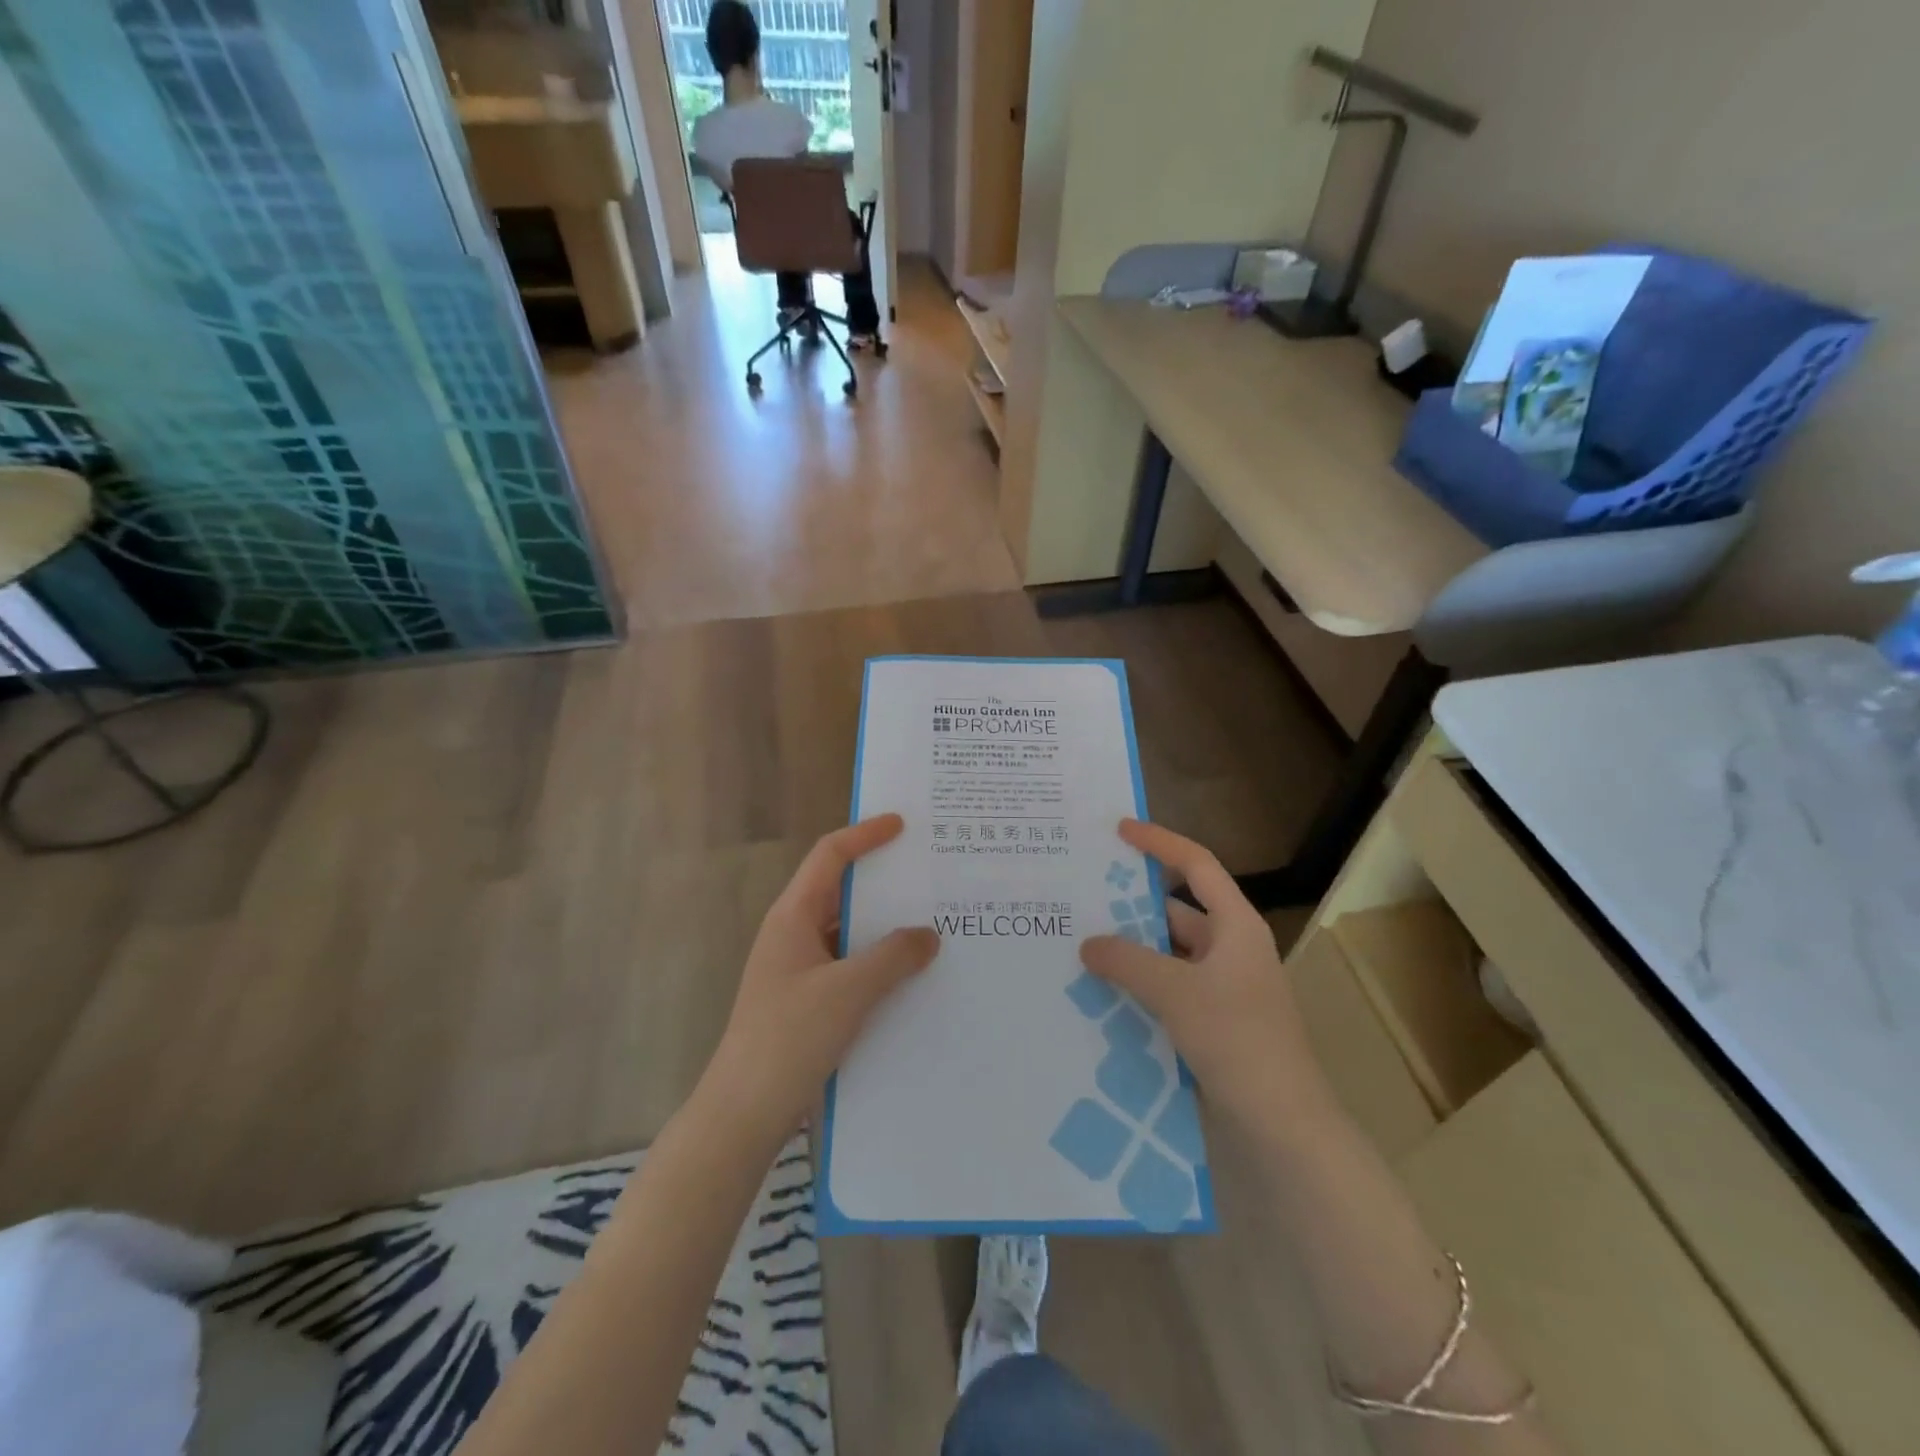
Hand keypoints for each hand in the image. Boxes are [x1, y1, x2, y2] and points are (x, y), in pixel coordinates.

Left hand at [699, 815, 938, 1141]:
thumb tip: (928, 934)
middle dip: (883, 881)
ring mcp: (799, 969)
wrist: (743, 1113)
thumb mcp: (848, 992)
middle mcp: (794, 934)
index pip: (829, 856)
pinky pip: (849, 965)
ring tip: (932, 923)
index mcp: (792, 916)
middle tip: (928, 874)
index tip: (902, 824)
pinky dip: (878, 962)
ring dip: (884, 927)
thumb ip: (893, 957)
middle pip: (840, 890)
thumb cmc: (789, 1038)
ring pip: (847, 932)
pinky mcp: (808, 1000)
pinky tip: (911, 976)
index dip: (865, 835)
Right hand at [1080, 820, 1335, 1132]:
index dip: (1160, 843)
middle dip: (1132, 905)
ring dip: (1131, 950)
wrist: (1283, 1124)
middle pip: (1177, 911)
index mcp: (1235, 926)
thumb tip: (1088, 943)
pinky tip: (1101, 991)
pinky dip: (1139, 984)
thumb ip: (1127, 961)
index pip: (1196, 865)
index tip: (1119, 830)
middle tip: (1083, 896)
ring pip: (1168, 953)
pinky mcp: (1212, 1021)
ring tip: (1080, 943)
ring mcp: (1222, 988)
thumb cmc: (1237, 1040)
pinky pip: (1168, 988)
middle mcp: (1230, 949)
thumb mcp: (1176, 992)